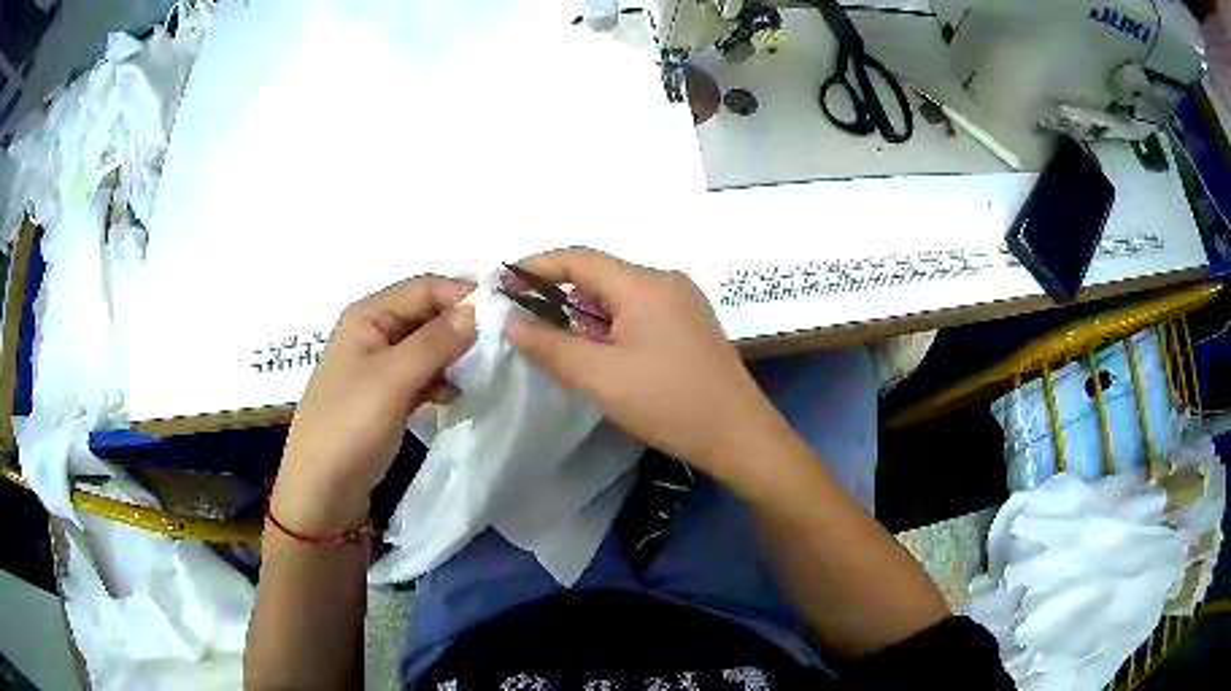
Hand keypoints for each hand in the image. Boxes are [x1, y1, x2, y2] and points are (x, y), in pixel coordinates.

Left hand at [272, 276, 475, 533]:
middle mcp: (373, 333)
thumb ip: (434, 343)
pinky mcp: (386, 397)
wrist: (321, 491)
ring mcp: (379, 367)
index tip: (503, 314)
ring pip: (427, 346)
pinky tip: (454, 396)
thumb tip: (477, 311)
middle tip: (500, 344)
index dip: (461, 295)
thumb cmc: (349, 427)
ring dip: (453, 355)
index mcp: (367, 316)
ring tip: (482, 372)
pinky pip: (421, 375)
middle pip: (425, 314)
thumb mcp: (392, 380)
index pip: (424, 287)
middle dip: (460, 325)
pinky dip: (440, 381)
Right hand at [504, 248, 791, 485]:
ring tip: (553, 340)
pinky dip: (609, 324)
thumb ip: (550, 346)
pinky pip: (639, 311)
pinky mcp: (690, 324)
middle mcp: (665, 281)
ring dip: (583, 312)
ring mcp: (683, 302)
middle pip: (599, 275)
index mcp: (644, 284)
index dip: (536, 266)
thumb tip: (511, 321)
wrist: (739, 435)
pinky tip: (597, 351)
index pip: (578, 258)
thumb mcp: (600, 378)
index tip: (503, 283)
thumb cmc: (668, 403)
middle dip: (557, 293)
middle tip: (523, 319)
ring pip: (619, 295)